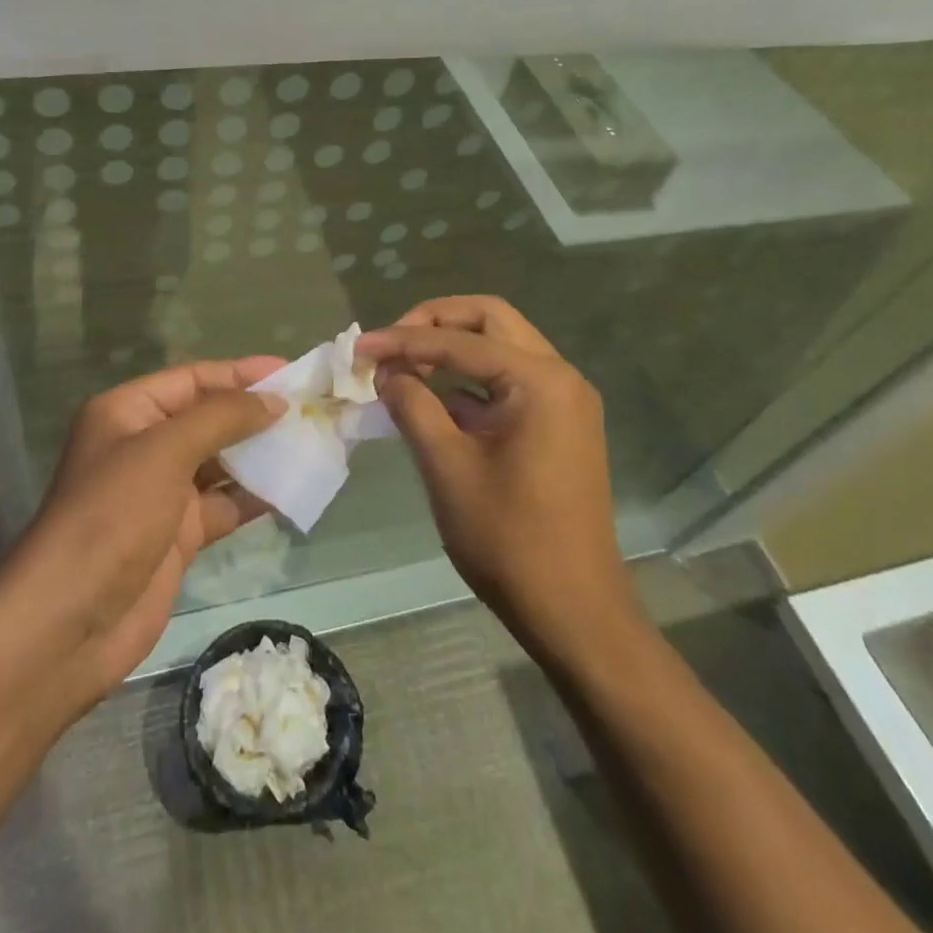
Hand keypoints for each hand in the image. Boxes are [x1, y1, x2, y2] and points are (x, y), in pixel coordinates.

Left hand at [9, 358, 286, 702]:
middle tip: (310, 409)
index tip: (291, 372)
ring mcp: (161, 493)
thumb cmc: (112, 516)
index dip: (241, 373)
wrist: (70, 623)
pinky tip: (293, 488)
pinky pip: (224, 504)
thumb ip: (222, 418)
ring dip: (261, 454)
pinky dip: (255, 497)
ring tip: (311, 443)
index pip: (193, 380)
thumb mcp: (165, 451)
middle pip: (209, 418)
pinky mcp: (178, 535)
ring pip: (220, 462)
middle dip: (255, 413)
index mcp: (128, 413)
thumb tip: (274, 401)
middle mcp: (144, 446)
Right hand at [358, 297, 635, 644]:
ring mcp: (565, 401)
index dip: (404, 340)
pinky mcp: (559, 425)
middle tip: (392, 344)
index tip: (359, 347)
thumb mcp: (447, 465)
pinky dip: (470, 381)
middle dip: (436, 323)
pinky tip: (433, 400)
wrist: (573, 611)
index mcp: (540, 380)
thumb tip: (386, 371)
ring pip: (501, 348)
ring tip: (404, 368)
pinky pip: (509, 382)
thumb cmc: (509, 538)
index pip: (461, 340)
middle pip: (490, 321)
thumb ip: (412, 405)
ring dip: (453, 349)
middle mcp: (560, 377)